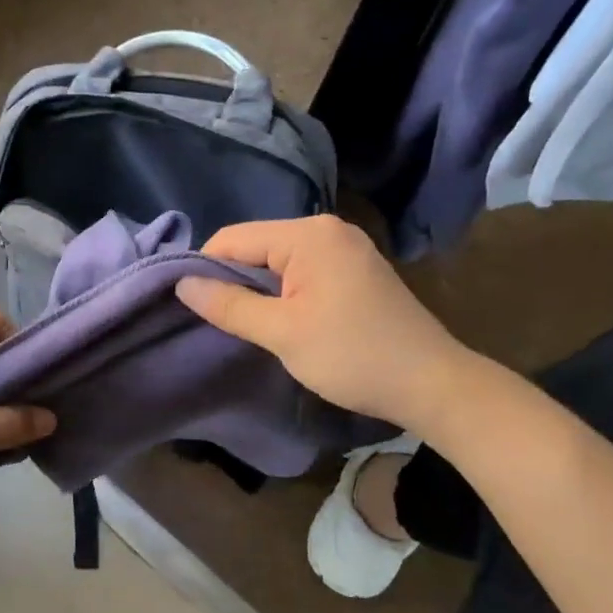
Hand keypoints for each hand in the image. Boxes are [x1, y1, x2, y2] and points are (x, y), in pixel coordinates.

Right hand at [175, 216, 471, 427]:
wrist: (431, 383)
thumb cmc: (352, 355)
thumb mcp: (282, 333)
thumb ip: (229, 305)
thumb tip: (182, 284)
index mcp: (308, 234)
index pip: (233, 238)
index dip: (204, 268)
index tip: (188, 306)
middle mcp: (327, 229)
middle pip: (256, 245)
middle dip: (232, 279)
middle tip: (215, 319)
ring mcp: (346, 247)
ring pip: (278, 260)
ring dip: (257, 288)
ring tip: (243, 323)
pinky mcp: (356, 269)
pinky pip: (302, 270)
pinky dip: (283, 291)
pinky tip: (280, 319)